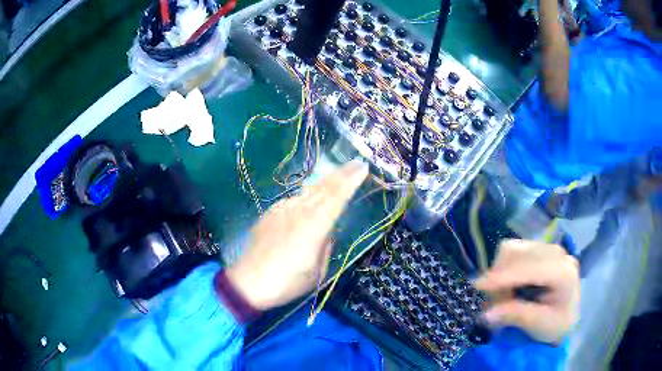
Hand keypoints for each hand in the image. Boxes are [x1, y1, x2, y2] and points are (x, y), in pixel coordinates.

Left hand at [226, 160, 368, 309]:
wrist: (248, 282)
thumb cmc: (286, 283)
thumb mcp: (316, 272)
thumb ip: (325, 246)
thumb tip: (327, 232)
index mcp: (313, 227)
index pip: (336, 198)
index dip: (350, 182)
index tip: (363, 168)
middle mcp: (298, 213)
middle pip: (323, 189)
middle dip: (342, 174)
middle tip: (356, 163)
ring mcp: (281, 211)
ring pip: (307, 192)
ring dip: (325, 182)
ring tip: (338, 174)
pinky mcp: (270, 214)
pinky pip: (293, 200)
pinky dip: (306, 195)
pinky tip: (309, 196)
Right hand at [474, 239, 579, 343]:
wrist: (566, 316)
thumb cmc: (556, 324)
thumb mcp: (539, 325)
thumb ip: (515, 316)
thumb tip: (485, 315)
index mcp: (563, 272)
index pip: (530, 268)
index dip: (503, 276)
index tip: (476, 286)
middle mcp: (557, 253)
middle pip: (519, 253)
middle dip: (498, 277)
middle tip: (489, 303)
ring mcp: (548, 248)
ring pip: (513, 249)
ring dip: (499, 272)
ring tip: (500, 295)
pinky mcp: (540, 249)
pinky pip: (514, 251)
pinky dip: (503, 267)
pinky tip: (506, 284)